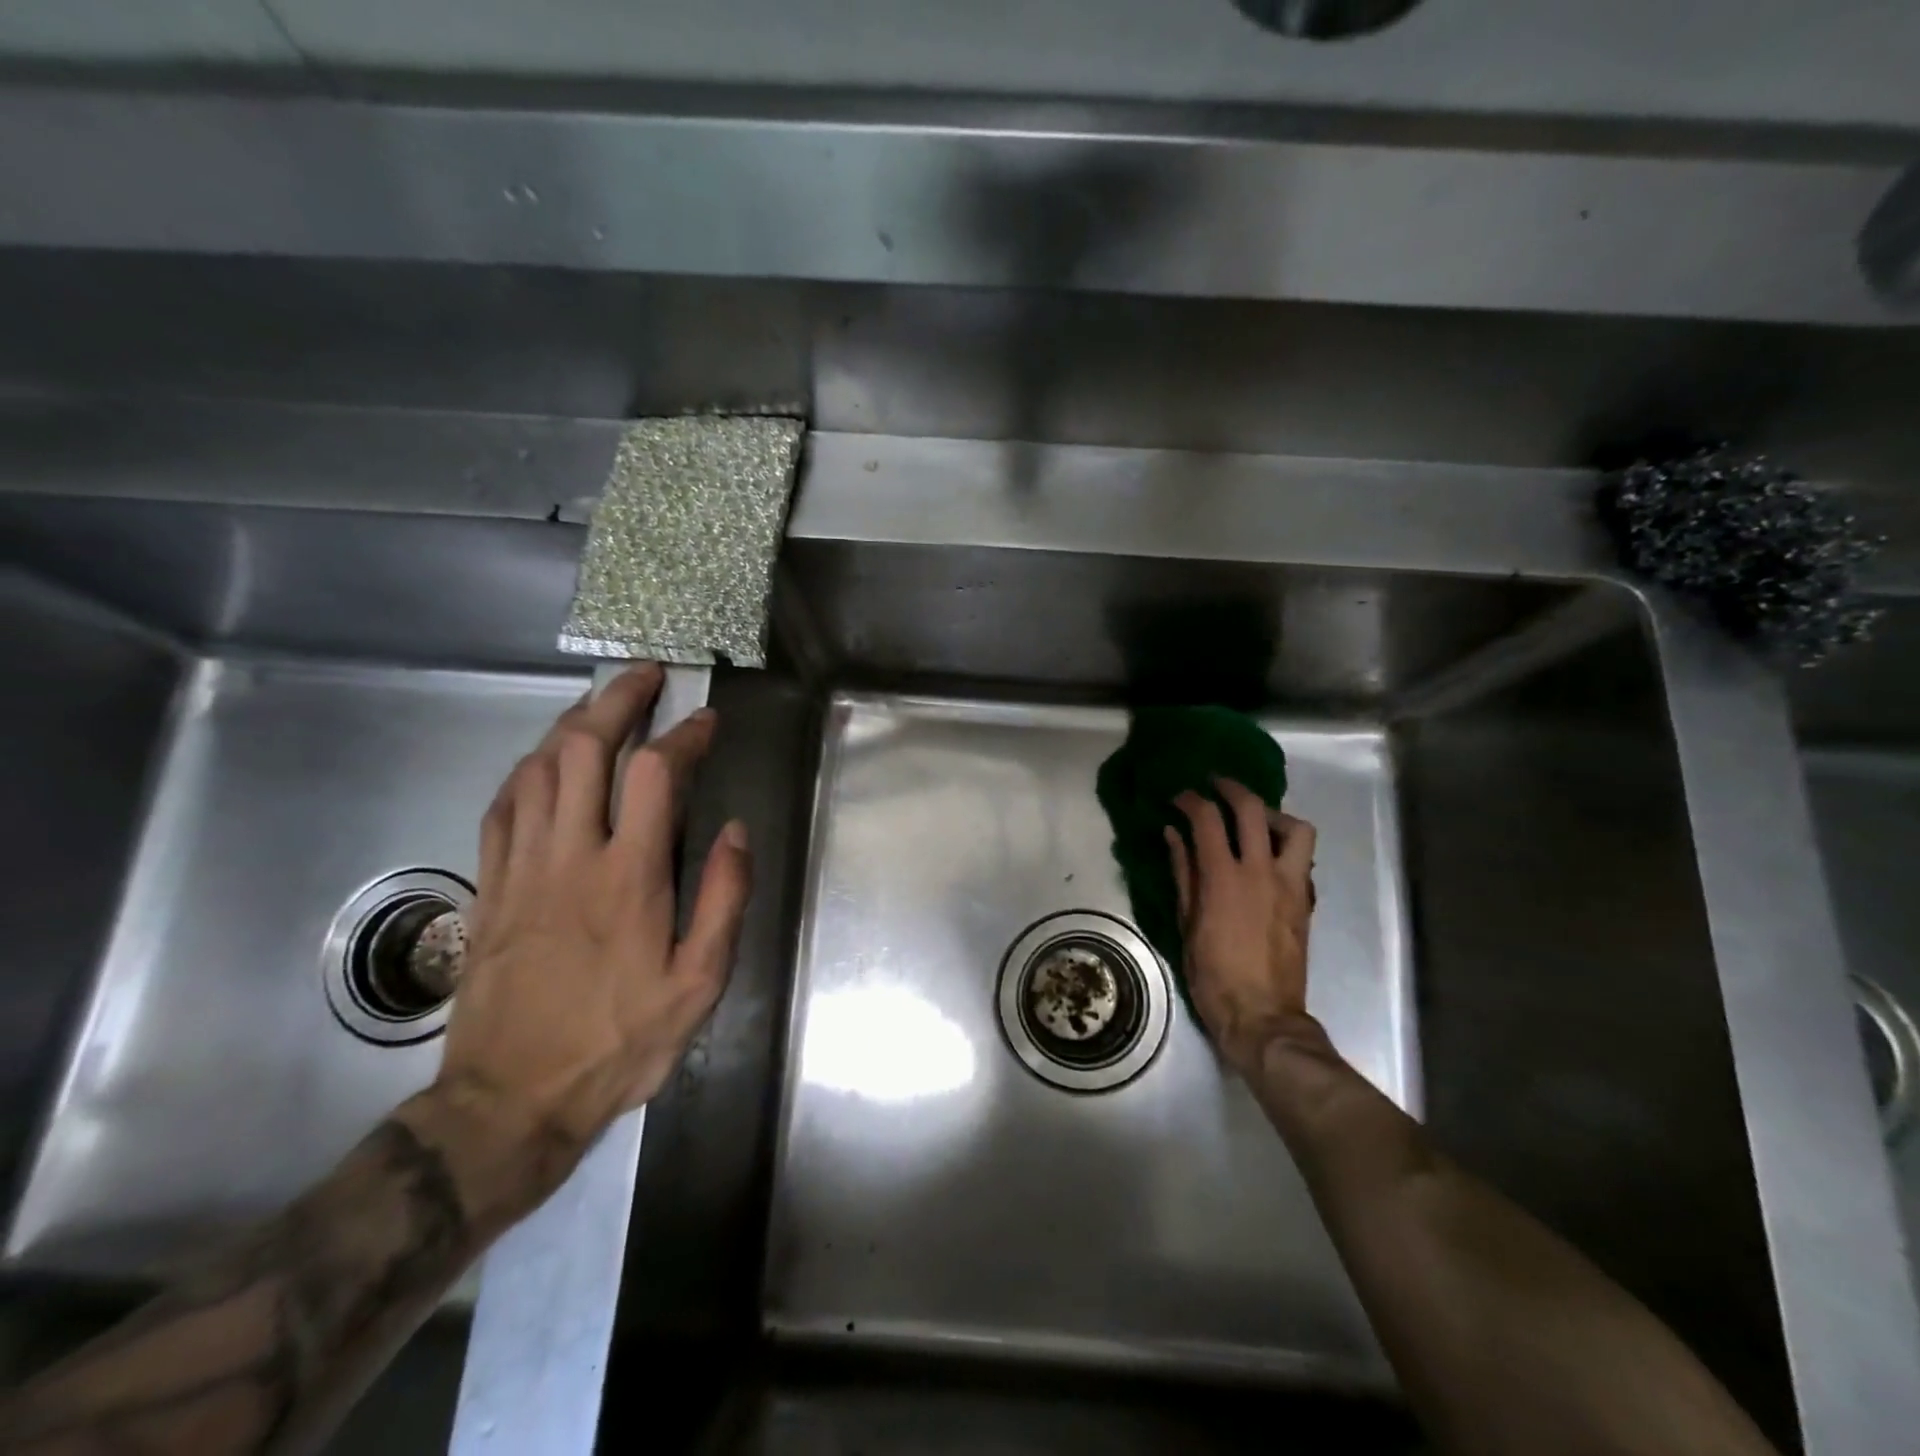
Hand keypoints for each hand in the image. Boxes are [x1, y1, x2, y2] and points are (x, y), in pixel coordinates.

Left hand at [436, 662, 751, 1178]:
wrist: (510, 1101)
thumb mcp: (698, 985)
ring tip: (602, 702)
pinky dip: (529, 768)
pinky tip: (546, 760)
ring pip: (538, 767)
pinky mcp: (490, 886)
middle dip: (618, 699)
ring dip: (572, 723)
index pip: (655, 775)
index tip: (707, 721)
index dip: (684, 736)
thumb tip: (734, 830)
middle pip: (585, 749)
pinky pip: (503, 805)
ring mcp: (522, 867)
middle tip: (646, 675)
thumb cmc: (618, 1041)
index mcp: (629, 877)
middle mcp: (570, 855)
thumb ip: (723, 901)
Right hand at [1165, 780, 1316, 1077]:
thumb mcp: (1186, 923)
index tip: (1178, 797)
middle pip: (1252, 808)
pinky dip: (1285, 843)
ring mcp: (1289, 884)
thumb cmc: (1213, 974)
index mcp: (1224, 877)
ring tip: (1254, 820)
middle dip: (1231, 788)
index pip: (1207, 818)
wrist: (1262, 1014)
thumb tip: (1173, 834)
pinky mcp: (1304, 899)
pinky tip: (1266, 854)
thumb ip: (1183, 872)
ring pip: (1295, 828)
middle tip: (1214, 785)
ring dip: (1272, 815)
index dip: (1190, 799)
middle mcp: (1260, 871)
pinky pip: (1302, 857)